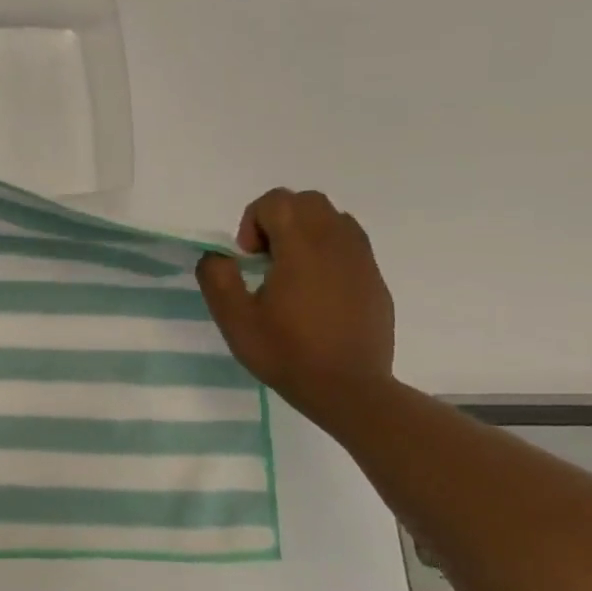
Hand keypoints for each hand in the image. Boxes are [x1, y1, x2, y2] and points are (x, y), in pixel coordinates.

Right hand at [195, 188, 395, 421]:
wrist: (349, 389)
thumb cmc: (286, 352)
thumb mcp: (234, 319)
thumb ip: (217, 277)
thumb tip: (218, 256)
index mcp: (301, 248)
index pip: (277, 201)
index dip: (252, 221)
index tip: (248, 259)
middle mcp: (336, 243)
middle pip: (307, 201)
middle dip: (279, 219)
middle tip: (266, 259)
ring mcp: (362, 260)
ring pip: (333, 218)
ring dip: (305, 232)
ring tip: (291, 271)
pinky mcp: (375, 279)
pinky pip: (350, 244)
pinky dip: (327, 251)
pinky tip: (316, 290)